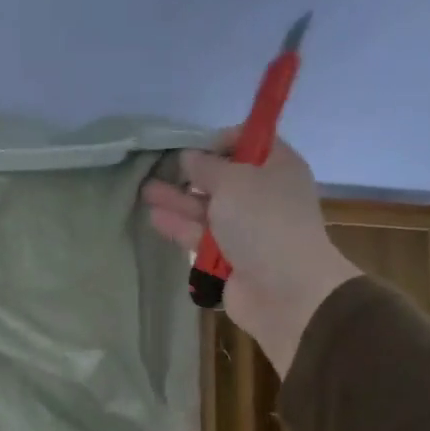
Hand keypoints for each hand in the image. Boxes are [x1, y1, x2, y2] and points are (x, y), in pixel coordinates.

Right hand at [142, 134, 360, 373]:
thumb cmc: (264, 222)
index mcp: (278, 168)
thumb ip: (207, 167)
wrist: (284, 290)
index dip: (221, 141)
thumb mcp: (234, 181)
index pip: (252, 143)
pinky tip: (155, 217)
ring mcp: (246, 229)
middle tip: (158, 167)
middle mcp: (264, 195)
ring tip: (145, 191)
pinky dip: (180, 226)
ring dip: (178, 199)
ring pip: (207, 209)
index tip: (193, 145)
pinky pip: (201, 237)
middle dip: (191, 173)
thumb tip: (189, 157)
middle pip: (223, 178)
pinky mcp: (229, 258)